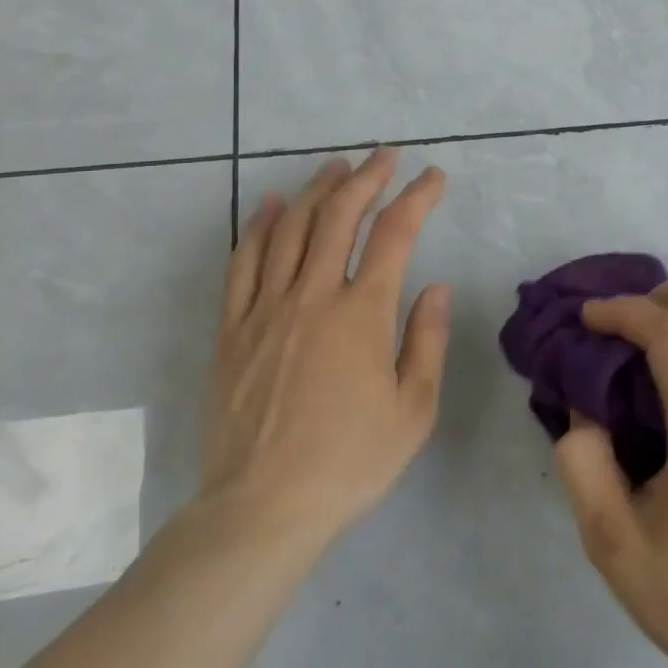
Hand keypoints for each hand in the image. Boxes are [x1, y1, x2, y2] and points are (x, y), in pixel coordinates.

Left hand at [198, 149, 450, 557]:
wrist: (260, 510)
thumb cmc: (348, 463)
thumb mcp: (413, 411)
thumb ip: (427, 341)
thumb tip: (436, 287)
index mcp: (362, 314)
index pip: (395, 234)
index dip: (417, 197)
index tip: (434, 177)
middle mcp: (313, 296)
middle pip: (339, 216)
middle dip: (366, 177)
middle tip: (385, 156)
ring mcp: (265, 309)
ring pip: (289, 228)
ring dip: (316, 190)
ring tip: (336, 168)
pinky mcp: (232, 329)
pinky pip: (242, 263)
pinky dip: (257, 226)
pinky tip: (268, 205)